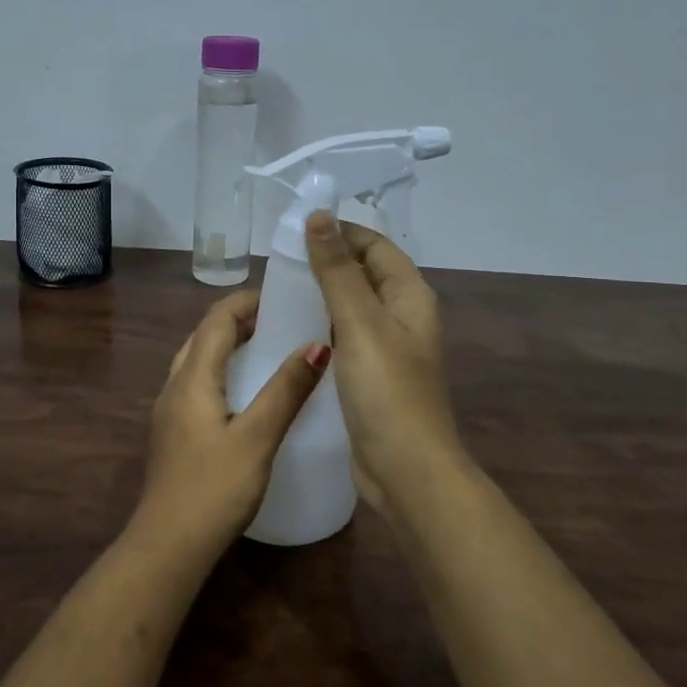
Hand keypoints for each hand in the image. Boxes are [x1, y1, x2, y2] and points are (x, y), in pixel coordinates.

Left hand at [134, 291, 329, 555]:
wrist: (168, 545)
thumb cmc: (214, 488)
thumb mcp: (258, 437)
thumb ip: (286, 390)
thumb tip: (316, 344)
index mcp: (192, 378)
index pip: (216, 320)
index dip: (246, 301)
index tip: (282, 295)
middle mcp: (174, 386)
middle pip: (203, 336)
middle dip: (238, 321)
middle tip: (280, 320)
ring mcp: (169, 411)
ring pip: (197, 361)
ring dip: (228, 346)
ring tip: (267, 349)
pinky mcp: (173, 433)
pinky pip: (197, 385)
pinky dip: (221, 372)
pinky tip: (245, 394)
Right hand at [302, 211, 463, 512]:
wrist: (405, 470)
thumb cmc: (386, 391)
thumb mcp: (360, 323)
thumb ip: (337, 270)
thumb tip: (319, 215)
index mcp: (409, 296)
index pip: (374, 245)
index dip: (340, 231)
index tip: (295, 228)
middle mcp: (402, 316)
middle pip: (363, 273)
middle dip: (326, 261)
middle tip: (278, 259)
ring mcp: (387, 348)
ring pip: (351, 306)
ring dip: (320, 294)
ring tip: (276, 289)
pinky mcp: (369, 375)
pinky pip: (343, 337)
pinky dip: (320, 326)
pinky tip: (289, 330)